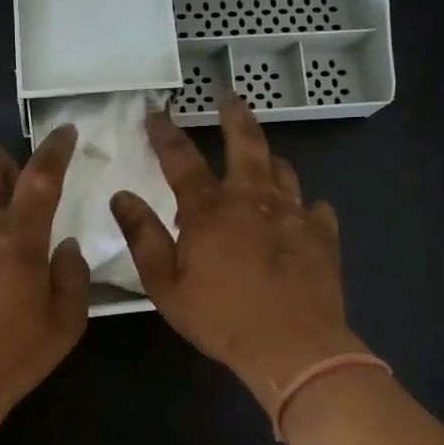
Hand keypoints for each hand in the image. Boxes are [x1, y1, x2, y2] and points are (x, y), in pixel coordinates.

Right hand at [110, 96, 364, 415]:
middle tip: (231, 97)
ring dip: (270, 159)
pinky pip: (315, 208)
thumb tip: (121, 196)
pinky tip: (303, 214)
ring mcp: (293, 213)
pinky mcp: (322, 234)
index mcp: (209, 209)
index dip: (165, 132)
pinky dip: (305, 206)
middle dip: (235, 116)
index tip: (156, 111)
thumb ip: (143, 237)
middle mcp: (252, 198)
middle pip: (246, 143)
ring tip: (264, 158)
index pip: (181, 158)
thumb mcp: (166, 286)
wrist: (294, 347)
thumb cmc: (222, 318)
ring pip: (283, 170)